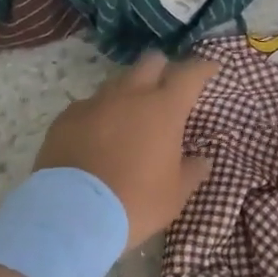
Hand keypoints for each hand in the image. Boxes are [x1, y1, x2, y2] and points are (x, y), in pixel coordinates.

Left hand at [35, 52, 217, 249]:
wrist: (72, 214)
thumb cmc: (135, 202)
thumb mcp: (175, 195)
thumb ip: (192, 171)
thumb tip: (202, 160)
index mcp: (164, 109)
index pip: (190, 74)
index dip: (202, 68)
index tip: (211, 68)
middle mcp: (130, 95)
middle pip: (151, 62)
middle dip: (163, 68)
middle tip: (167, 87)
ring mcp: (95, 103)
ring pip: (118, 81)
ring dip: (130, 91)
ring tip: (131, 114)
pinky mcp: (67, 117)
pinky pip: (89, 105)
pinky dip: (99, 114)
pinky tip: (97, 134)